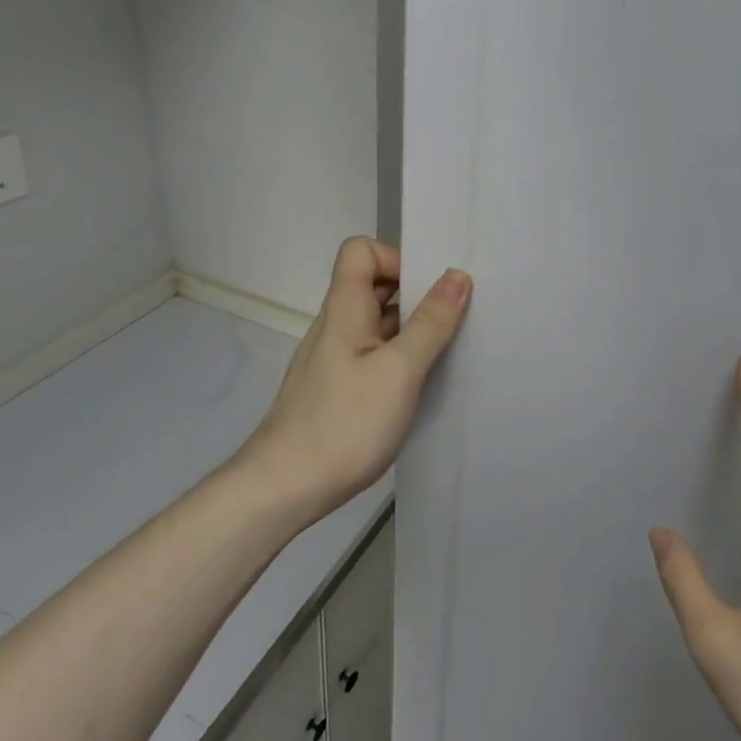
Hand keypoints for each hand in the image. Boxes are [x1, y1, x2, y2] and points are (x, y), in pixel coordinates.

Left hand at [236, 237, 470, 527]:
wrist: (284, 489)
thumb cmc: (344, 423)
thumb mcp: (399, 370)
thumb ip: (430, 322)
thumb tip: (457, 275)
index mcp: (345, 309)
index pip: (361, 251)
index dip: (396, 257)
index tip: (430, 288)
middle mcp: (337, 326)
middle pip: (374, 286)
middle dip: (415, 293)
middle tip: (454, 316)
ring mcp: (335, 359)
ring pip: (377, 323)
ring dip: (412, 329)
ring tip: (448, 350)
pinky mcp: (338, 389)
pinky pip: (374, 355)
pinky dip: (400, 358)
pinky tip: (421, 386)